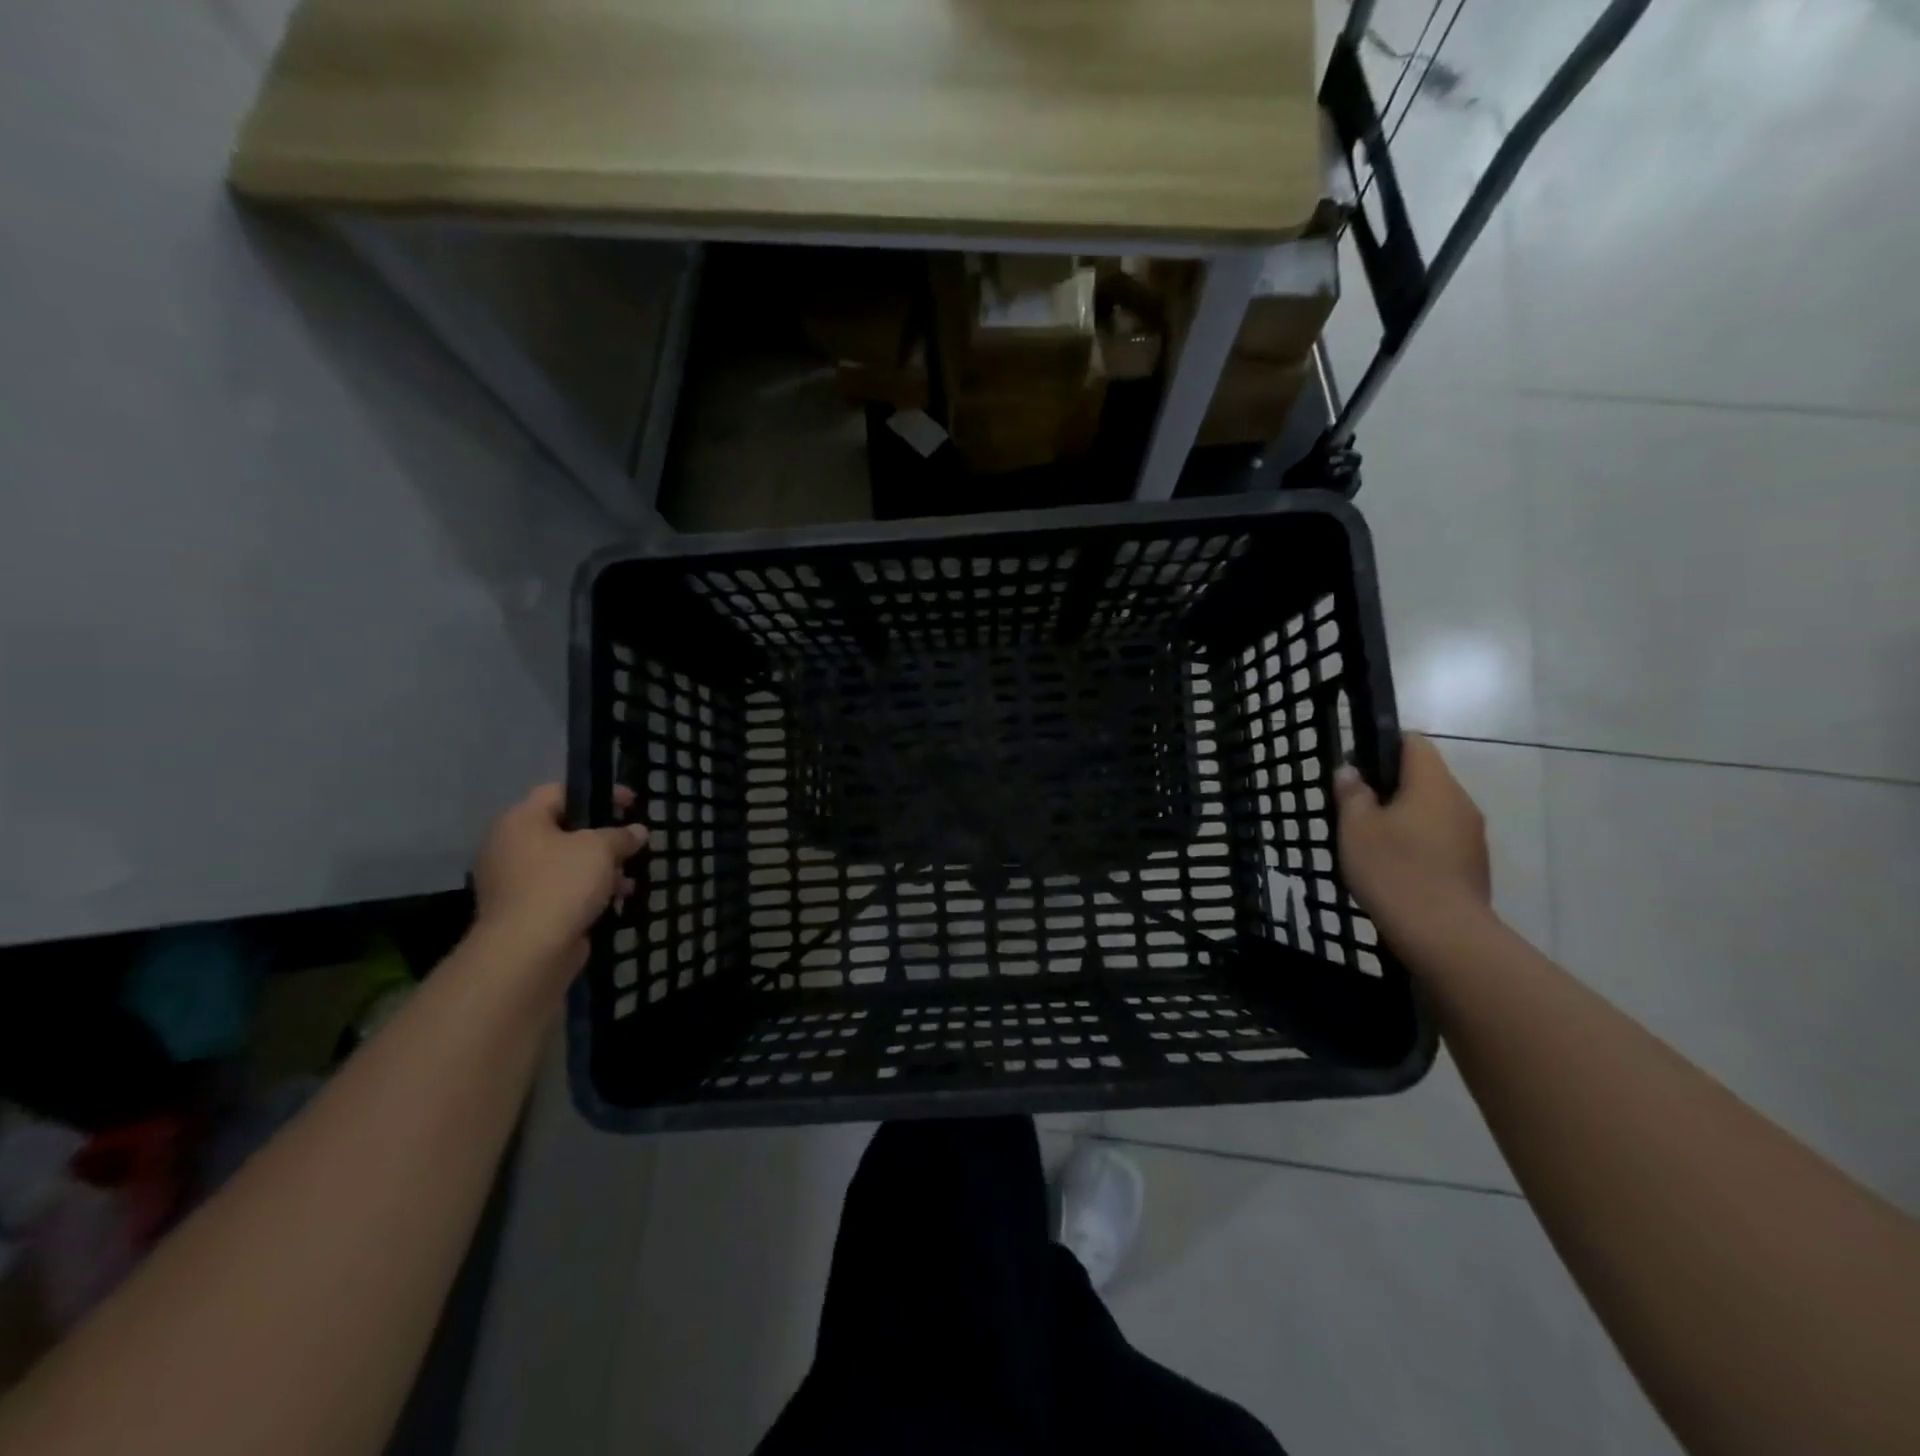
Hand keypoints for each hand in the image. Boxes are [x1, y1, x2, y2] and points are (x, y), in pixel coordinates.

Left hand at [472, 784, 647, 974]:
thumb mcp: (601, 849)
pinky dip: (586, 893)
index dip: (598, 793)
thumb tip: (638, 831)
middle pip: (564, 830)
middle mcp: (509, 846)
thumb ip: (621, 835)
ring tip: (628, 881)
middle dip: (602, 838)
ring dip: (599, 869)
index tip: (631, 804)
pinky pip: (560, 891)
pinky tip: (613, 901)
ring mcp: (513, 882)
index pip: (560, 791)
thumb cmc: (562, 883)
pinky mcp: (523, 911)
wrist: (528, 950)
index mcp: (520, 821)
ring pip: (565, 864)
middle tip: (631, 844)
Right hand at [1333, 735, 1490, 921]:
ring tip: (1373, 841)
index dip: (1384, 745)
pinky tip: (1397, 867)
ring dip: (1406, 817)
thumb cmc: (1393, 869)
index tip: (1358, 765)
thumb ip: (1352, 794)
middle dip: (1392, 786)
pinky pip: (1443, 839)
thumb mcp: (1355, 828)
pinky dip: (1420, 843)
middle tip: (1356, 808)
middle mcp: (1461, 802)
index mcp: (1433, 784)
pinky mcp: (1475, 865)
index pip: (1414, 743)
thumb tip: (1350, 771)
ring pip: (1434, 810)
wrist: (1442, 933)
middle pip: (1425, 778)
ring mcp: (1473, 835)